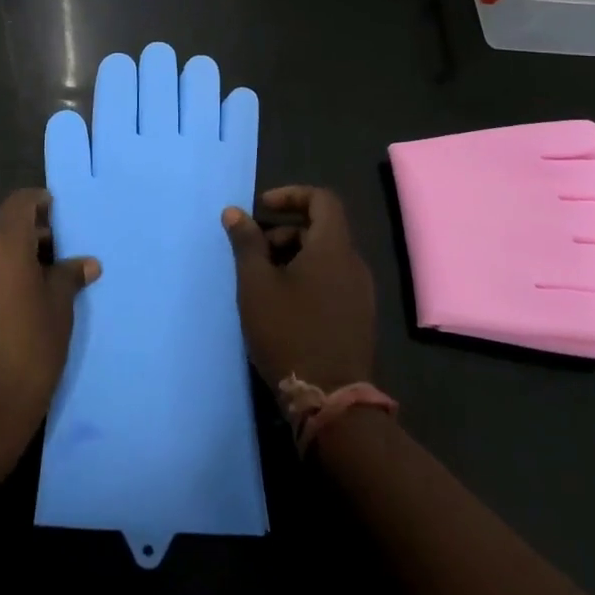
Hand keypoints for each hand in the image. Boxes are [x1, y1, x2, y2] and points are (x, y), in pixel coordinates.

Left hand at [0, 189, 98, 478]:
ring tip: (41, 286)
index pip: (19, 203)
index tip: (59, 215)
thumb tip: (84, 263)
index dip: (40, 203)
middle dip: (28, 236)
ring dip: (11, 259)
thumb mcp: (58, 313)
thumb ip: (68, 278)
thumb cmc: (26, 355)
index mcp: (1, 245)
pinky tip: (16, 308)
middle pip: (1, 227)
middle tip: (58, 257)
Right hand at [223, 186, 375, 392]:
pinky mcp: (359, 318)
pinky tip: (283, 305)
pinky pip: (332, 281)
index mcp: (333, 248)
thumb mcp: (256, 284)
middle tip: (253, 253)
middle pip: (321, 229)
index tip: (261, 208)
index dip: (291, 195)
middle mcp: (354, 264)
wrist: (330, 399)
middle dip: (284, 232)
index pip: (322, 199)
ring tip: (262, 282)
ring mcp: (360, 293)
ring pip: (325, 257)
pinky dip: (307, 278)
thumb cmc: (289, 331)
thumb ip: (246, 243)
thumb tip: (234, 212)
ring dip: (293, 257)